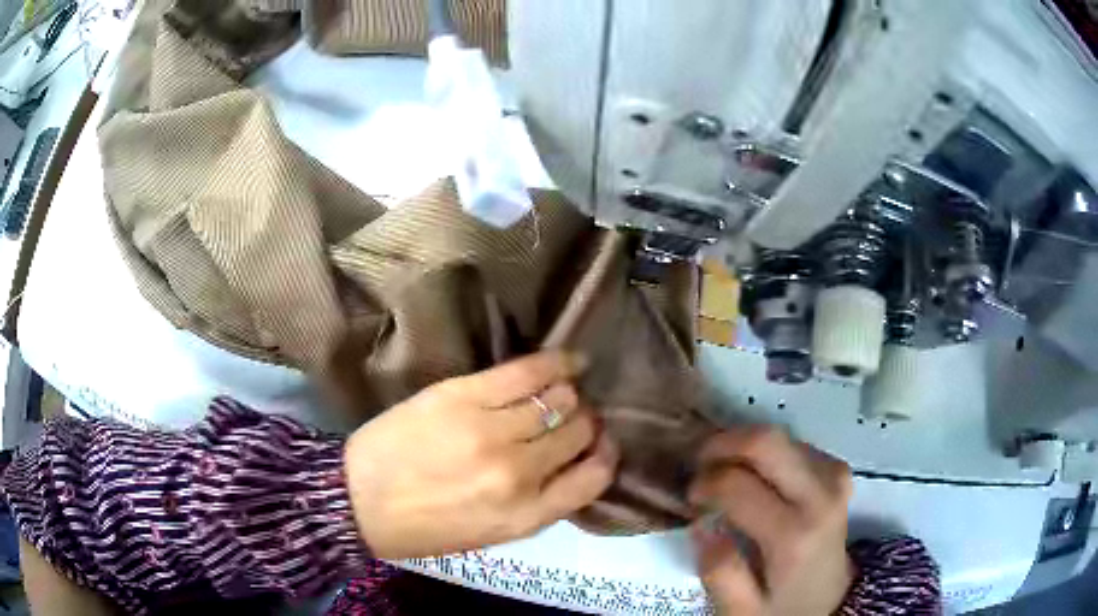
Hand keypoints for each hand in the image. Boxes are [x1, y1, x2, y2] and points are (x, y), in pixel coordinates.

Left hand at [344, 351, 618, 558]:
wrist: (359, 499)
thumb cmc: (424, 526)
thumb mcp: (491, 535)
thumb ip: (537, 504)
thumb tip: (571, 464)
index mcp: (526, 516)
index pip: (594, 477)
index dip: (604, 456)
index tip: (601, 445)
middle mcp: (519, 473)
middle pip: (579, 431)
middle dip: (585, 422)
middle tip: (575, 416)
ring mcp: (491, 431)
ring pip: (559, 399)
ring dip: (569, 394)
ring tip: (564, 391)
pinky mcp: (464, 396)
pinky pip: (527, 371)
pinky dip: (557, 363)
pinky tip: (570, 360)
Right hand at [689, 428, 854, 615]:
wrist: (832, 597)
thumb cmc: (783, 606)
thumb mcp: (742, 610)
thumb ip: (719, 574)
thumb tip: (701, 526)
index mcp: (794, 534)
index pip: (738, 485)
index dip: (704, 484)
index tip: (691, 500)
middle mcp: (821, 494)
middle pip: (765, 441)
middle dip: (722, 445)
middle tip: (699, 465)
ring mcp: (834, 475)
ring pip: (777, 437)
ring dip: (743, 450)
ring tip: (724, 475)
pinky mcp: (837, 469)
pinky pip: (792, 444)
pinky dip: (764, 454)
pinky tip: (755, 478)